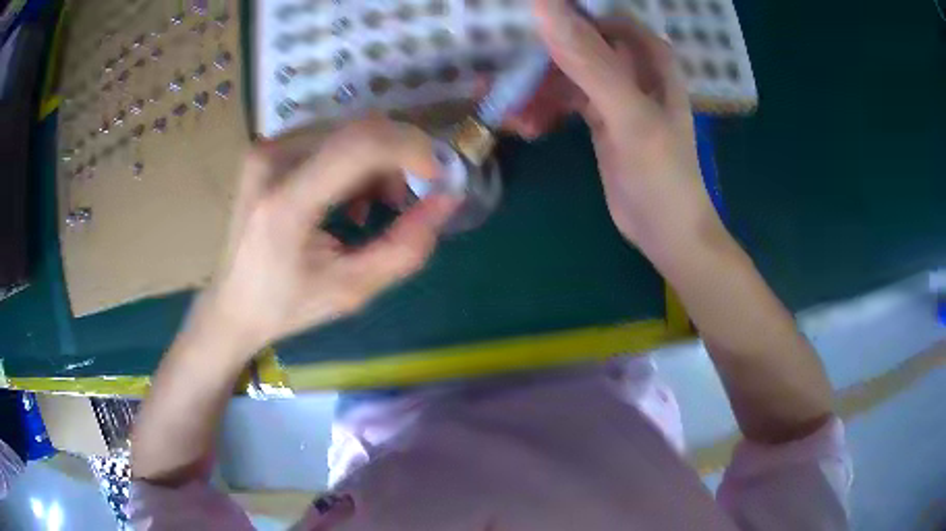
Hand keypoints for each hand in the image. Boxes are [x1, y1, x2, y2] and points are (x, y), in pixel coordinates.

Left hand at [190, 118, 456, 357]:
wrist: (232, 305)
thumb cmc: (288, 305)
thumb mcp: (353, 290)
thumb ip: (405, 247)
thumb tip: (446, 200)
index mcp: (286, 202)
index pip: (359, 145)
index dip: (411, 150)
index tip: (437, 177)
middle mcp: (271, 161)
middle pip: (358, 132)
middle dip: (398, 159)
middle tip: (405, 201)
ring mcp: (266, 150)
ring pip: (347, 133)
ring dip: (376, 164)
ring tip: (373, 209)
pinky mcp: (268, 150)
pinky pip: (329, 140)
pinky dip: (353, 163)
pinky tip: (348, 200)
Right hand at [508, 0, 723, 253]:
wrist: (666, 232)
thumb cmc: (661, 174)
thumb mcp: (628, 115)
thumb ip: (590, 62)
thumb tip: (543, 6)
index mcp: (647, 53)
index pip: (597, 15)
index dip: (561, 15)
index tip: (522, 26)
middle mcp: (630, 63)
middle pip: (574, 41)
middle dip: (537, 58)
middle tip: (501, 79)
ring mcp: (612, 89)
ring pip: (563, 70)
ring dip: (533, 88)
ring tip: (507, 113)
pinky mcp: (597, 115)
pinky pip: (561, 98)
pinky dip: (542, 108)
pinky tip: (526, 128)